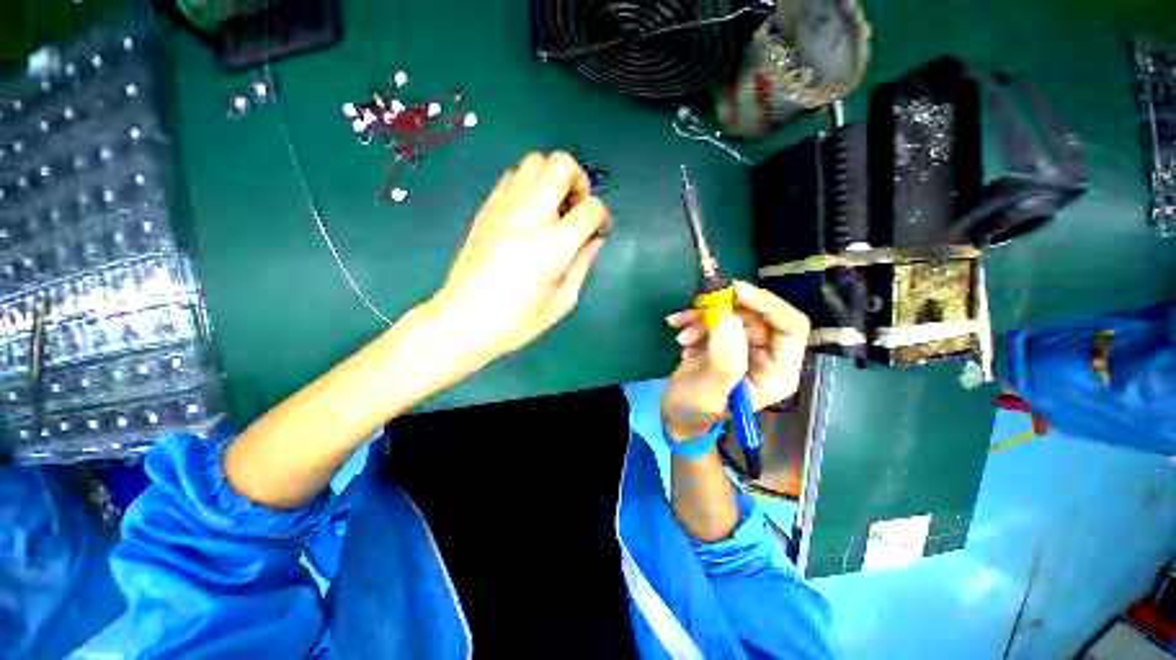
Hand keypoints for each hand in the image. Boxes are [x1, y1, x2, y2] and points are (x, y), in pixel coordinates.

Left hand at [426, 152, 611, 370]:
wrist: (462, 322)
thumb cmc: (516, 322)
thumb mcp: (562, 302)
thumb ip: (583, 265)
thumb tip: (595, 239)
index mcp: (553, 246)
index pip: (590, 208)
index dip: (603, 215)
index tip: (599, 229)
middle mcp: (529, 217)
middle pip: (561, 164)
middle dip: (579, 180)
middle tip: (576, 207)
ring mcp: (502, 209)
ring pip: (533, 161)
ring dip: (552, 177)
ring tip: (554, 207)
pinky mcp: (484, 210)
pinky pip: (511, 177)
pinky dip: (528, 184)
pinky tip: (529, 212)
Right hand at [661, 281, 809, 440]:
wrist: (676, 414)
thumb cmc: (695, 410)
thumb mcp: (708, 390)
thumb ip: (724, 360)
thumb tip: (730, 319)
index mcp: (777, 373)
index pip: (791, 327)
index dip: (767, 304)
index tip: (734, 291)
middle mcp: (767, 356)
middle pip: (758, 315)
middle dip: (724, 311)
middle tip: (695, 311)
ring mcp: (746, 346)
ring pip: (733, 313)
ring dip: (703, 317)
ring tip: (682, 335)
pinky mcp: (726, 340)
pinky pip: (716, 317)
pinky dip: (695, 319)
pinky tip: (679, 331)